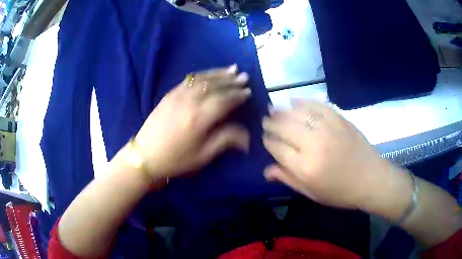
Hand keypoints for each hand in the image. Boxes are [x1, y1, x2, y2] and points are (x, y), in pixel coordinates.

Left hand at [134, 65, 250, 178]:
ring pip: (203, 79)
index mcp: (200, 118)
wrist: (145, 155)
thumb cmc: (176, 159)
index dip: (238, 95)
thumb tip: (247, 136)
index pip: (225, 100)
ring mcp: (178, 95)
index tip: (248, 92)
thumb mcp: (203, 155)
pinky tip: (209, 74)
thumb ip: (225, 140)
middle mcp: (190, 101)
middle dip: (231, 81)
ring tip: (232, 69)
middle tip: (244, 77)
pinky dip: (202, 75)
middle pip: (215, 86)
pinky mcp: (170, 94)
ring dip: (219, 73)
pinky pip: (189, 79)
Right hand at [262, 99, 392, 208]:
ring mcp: (328, 128)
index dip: (267, 141)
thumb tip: (266, 170)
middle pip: (284, 127)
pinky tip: (295, 101)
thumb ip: (288, 179)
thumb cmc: (341, 192)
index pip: (276, 148)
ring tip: (275, 109)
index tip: (264, 138)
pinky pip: (317, 105)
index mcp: (305, 167)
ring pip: (298, 113)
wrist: (371, 180)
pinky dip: (303, 102)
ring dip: (283, 110)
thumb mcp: (312, 193)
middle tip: (266, 120)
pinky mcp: (340, 119)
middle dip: (271, 123)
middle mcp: (314, 144)